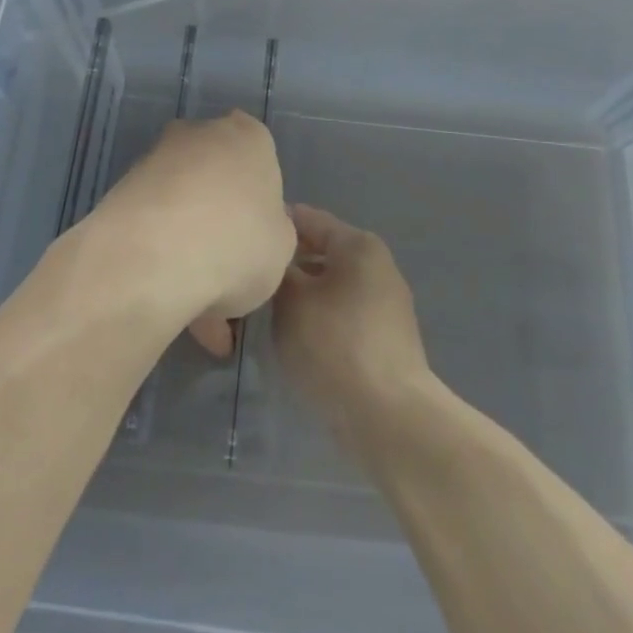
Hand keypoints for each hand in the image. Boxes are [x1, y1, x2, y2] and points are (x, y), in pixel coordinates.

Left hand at [78, 112, 294, 350]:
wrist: (153, 257)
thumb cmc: (238, 243)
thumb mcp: (282, 247)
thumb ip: (274, 230)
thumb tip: (258, 230)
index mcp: (249, 137)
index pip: (260, 161)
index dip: (260, 206)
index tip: (257, 243)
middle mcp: (200, 135)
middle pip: (216, 180)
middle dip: (219, 223)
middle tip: (226, 277)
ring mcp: (155, 159)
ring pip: (181, 206)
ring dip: (187, 247)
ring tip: (194, 309)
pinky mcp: (120, 190)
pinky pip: (151, 225)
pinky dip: (159, 257)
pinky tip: (167, 299)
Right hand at [273, 204, 432, 446]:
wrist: (388, 414)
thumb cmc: (334, 344)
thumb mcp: (291, 300)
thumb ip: (278, 270)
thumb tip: (275, 260)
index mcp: (358, 245)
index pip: (308, 218)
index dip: (274, 226)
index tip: (244, 240)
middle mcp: (377, 265)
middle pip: (322, 251)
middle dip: (288, 263)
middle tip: (250, 278)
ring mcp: (385, 303)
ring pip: (331, 285)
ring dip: (302, 293)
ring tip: (266, 309)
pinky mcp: (386, 338)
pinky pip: (343, 314)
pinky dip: (319, 317)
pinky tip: (295, 336)